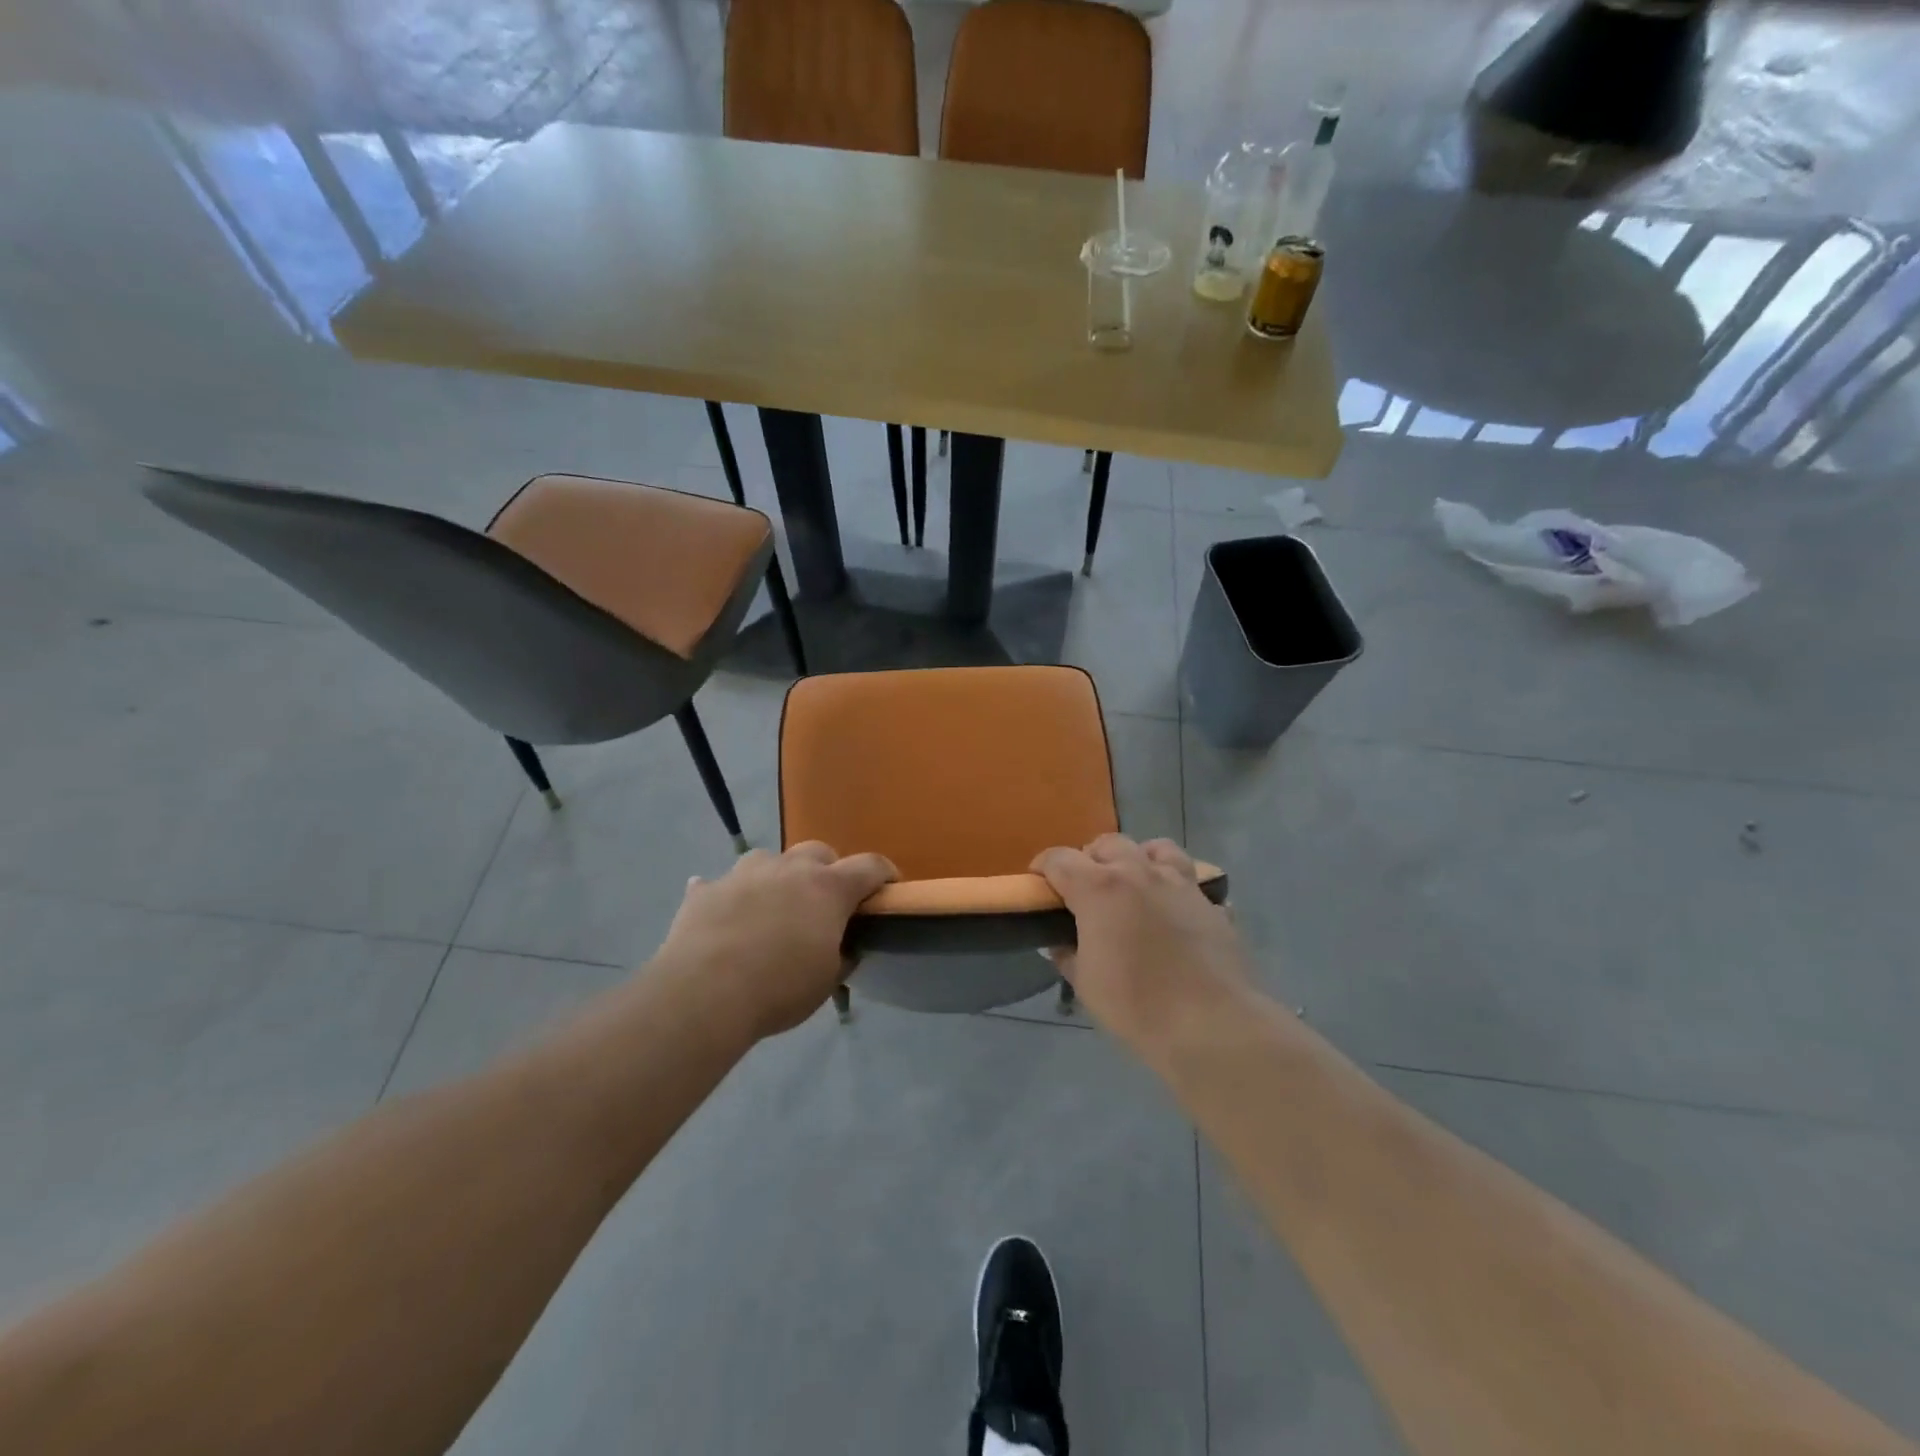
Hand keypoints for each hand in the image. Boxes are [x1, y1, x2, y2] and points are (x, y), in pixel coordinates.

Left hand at [652, 843, 896, 1042]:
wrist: (704, 993)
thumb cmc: (779, 988)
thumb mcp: (827, 980)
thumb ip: (841, 955)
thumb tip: (844, 946)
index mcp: (827, 888)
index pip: (869, 866)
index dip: (884, 873)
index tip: (889, 886)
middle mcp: (789, 868)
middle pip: (818, 851)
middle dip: (827, 870)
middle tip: (824, 902)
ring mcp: (743, 874)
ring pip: (768, 859)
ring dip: (777, 876)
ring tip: (772, 905)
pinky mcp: (706, 890)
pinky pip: (719, 884)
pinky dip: (727, 895)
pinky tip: (723, 914)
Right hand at [1031, 834, 1249, 1052]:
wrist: (1211, 1025)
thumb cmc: (1136, 1005)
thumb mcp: (1085, 984)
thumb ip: (1068, 954)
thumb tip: (1061, 942)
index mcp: (1099, 888)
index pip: (1060, 859)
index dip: (1043, 866)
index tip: (1039, 882)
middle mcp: (1139, 872)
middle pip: (1108, 844)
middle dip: (1091, 858)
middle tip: (1086, 888)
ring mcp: (1181, 883)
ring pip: (1156, 848)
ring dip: (1139, 859)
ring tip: (1135, 885)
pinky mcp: (1212, 903)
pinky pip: (1193, 883)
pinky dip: (1179, 891)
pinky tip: (1177, 914)